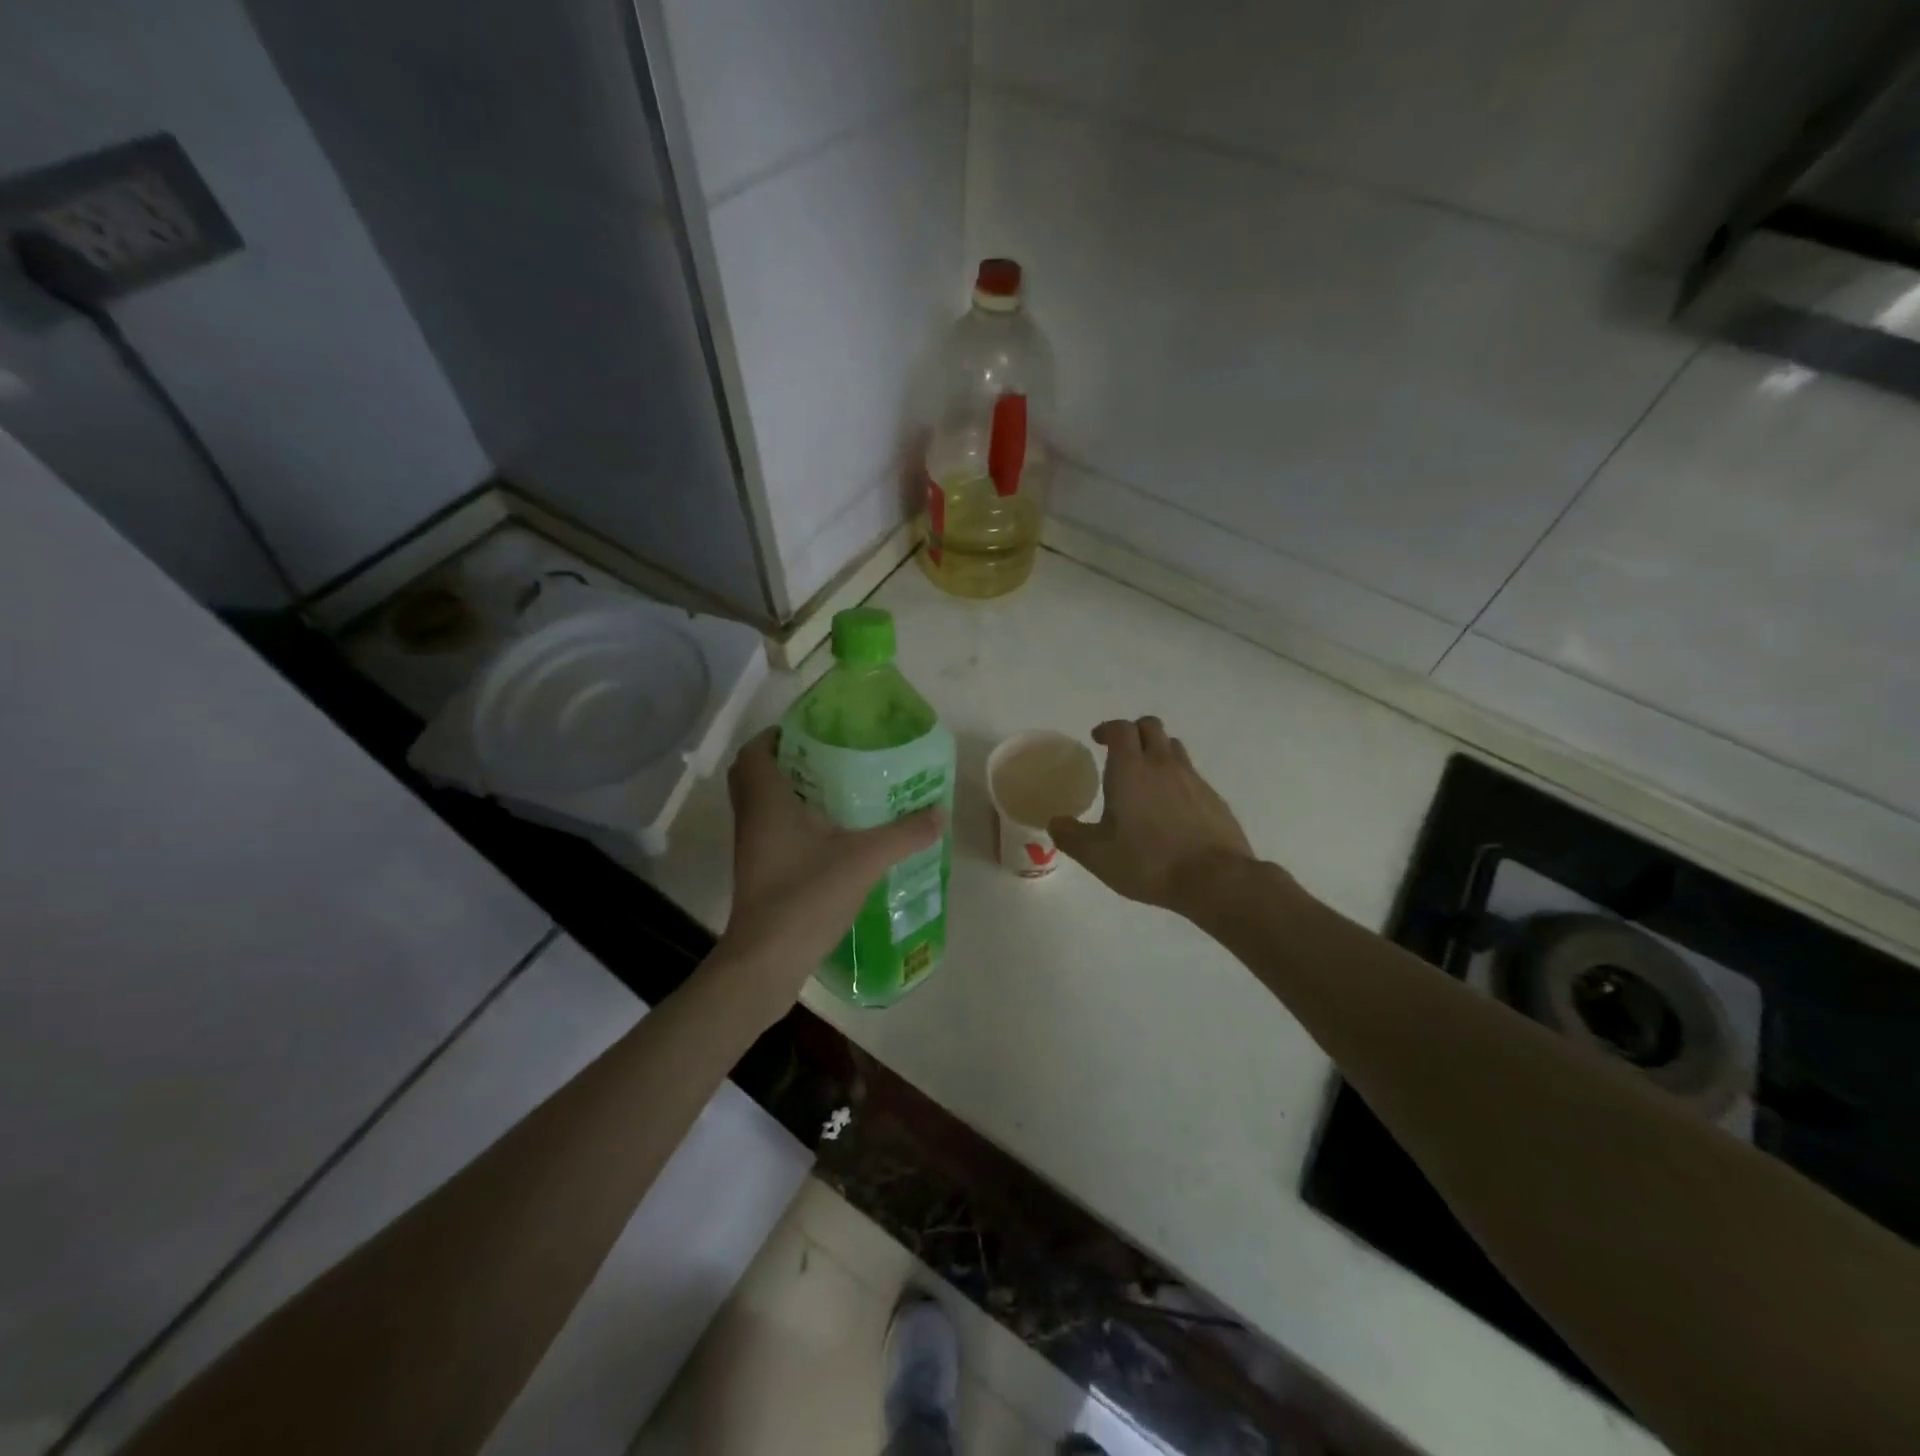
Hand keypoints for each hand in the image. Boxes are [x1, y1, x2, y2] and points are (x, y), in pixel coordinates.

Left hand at [717, 728, 943, 1002]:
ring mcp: (752, 847)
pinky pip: (771, 830)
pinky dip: (793, 821)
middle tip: (828, 757)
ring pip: (763, 804)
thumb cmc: (806, 895)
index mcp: (767, 800)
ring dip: (791, 791)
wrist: (767, 960)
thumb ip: (904, 834)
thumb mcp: (864, 859)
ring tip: (838, 789)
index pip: (756, 750)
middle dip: (787, 760)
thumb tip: (940, 812)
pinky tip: (832, 833)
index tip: (814, 731)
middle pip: (755, 774)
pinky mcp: (759, 871)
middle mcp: (752, 817)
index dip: (778, 734)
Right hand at [1048, 717, 1255, 915]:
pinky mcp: (1214, 798)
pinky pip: (1191, 775)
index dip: (1107, 729)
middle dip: (1134, 732)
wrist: (1215, 879)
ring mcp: (1193, 779)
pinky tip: (1171, 807)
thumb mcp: (1097, 855)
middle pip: (1151, 727)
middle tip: (1121, 752)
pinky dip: (1177, 779)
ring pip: (1173, 747)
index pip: (1120, 729)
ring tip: (1146, 776)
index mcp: (1131, 770)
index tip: (1097, 739)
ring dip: (1157, 751)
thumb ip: (1071, 836)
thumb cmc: (1148, 862)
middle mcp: (1163, 765)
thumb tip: (1055, 822)